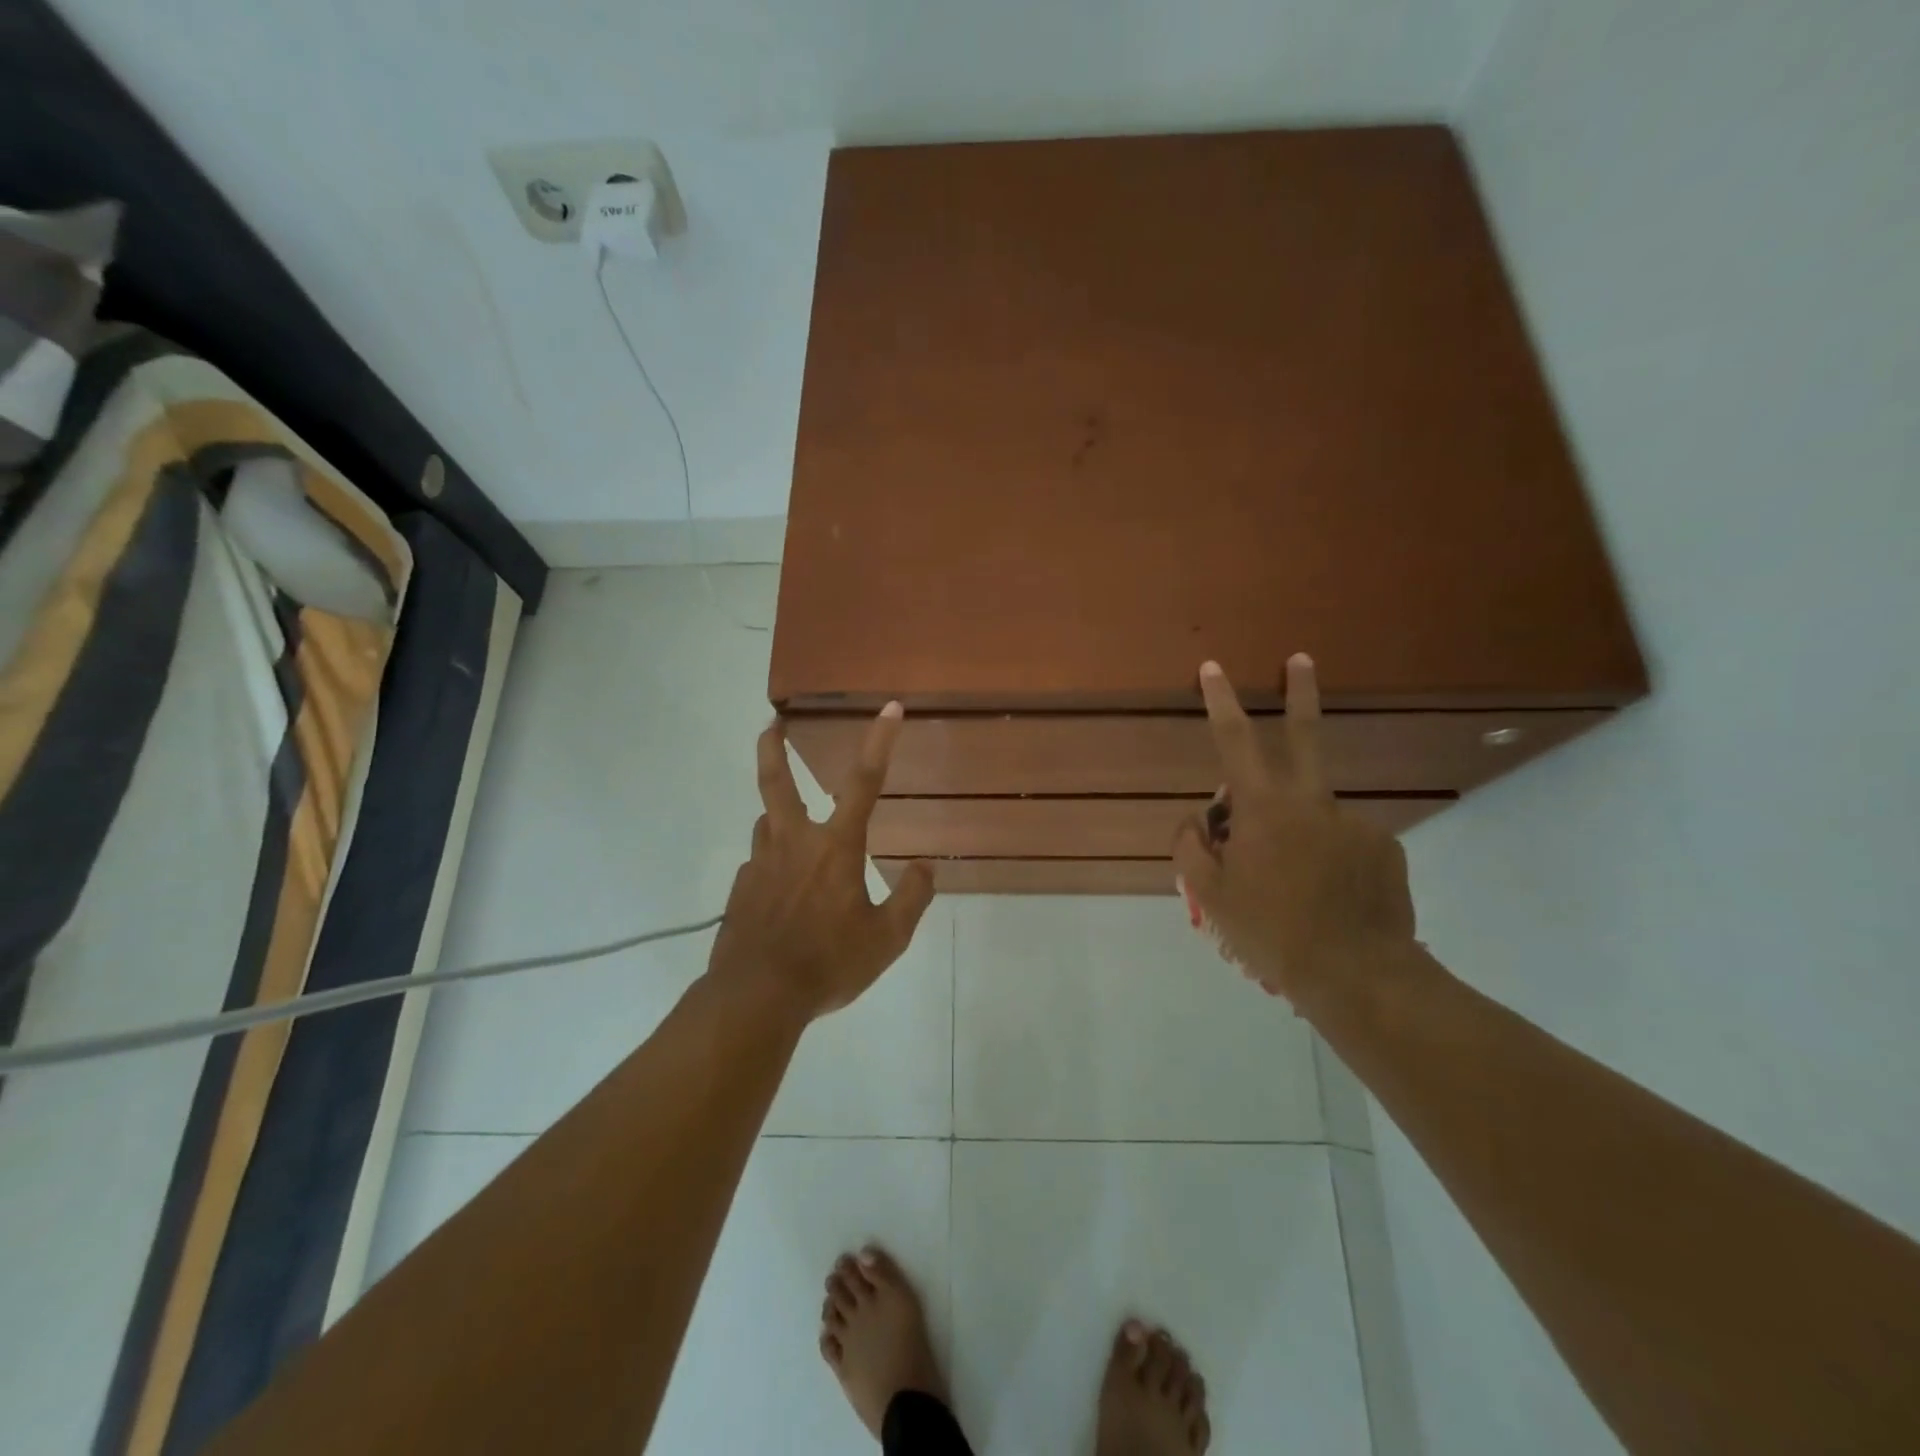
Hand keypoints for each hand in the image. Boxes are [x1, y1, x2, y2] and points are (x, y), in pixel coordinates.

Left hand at [709, 703, 935, 1020]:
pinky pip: (759, 864)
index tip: (890, 708)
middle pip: (778, 782)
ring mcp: (760, 864)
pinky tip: (780, 895)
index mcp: (835, 847)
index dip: (880, 741)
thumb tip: (927, 866)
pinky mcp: (740, 890)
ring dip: (780, 817)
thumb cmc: (828, 963)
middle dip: (775, 748)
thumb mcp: (887, 939)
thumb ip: (912, 898)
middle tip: (772, 724)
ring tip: (793, 832)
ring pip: (767, 824)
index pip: (864, 781)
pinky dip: (772, 865)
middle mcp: (794, 843)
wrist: (756, 998)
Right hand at [1172, 656, 1416, 1008]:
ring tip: (1292, 884)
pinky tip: (1327, 895)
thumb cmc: (1271, 931)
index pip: (1234, 741)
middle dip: (1300, 692)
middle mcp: (1312, 802)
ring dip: (1295, 829)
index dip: (1220, 701)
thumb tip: (1198, 820)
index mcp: (1265, 808)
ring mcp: (1354, 822)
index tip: (1213, 667)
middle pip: (1304, 734)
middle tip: (1301, 659)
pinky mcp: (1384, 847)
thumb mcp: (1212, 895)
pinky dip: (1327, 858)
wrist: (1357, 974)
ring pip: (1312, 811)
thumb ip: (1192, 847)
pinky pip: (1342, 841)